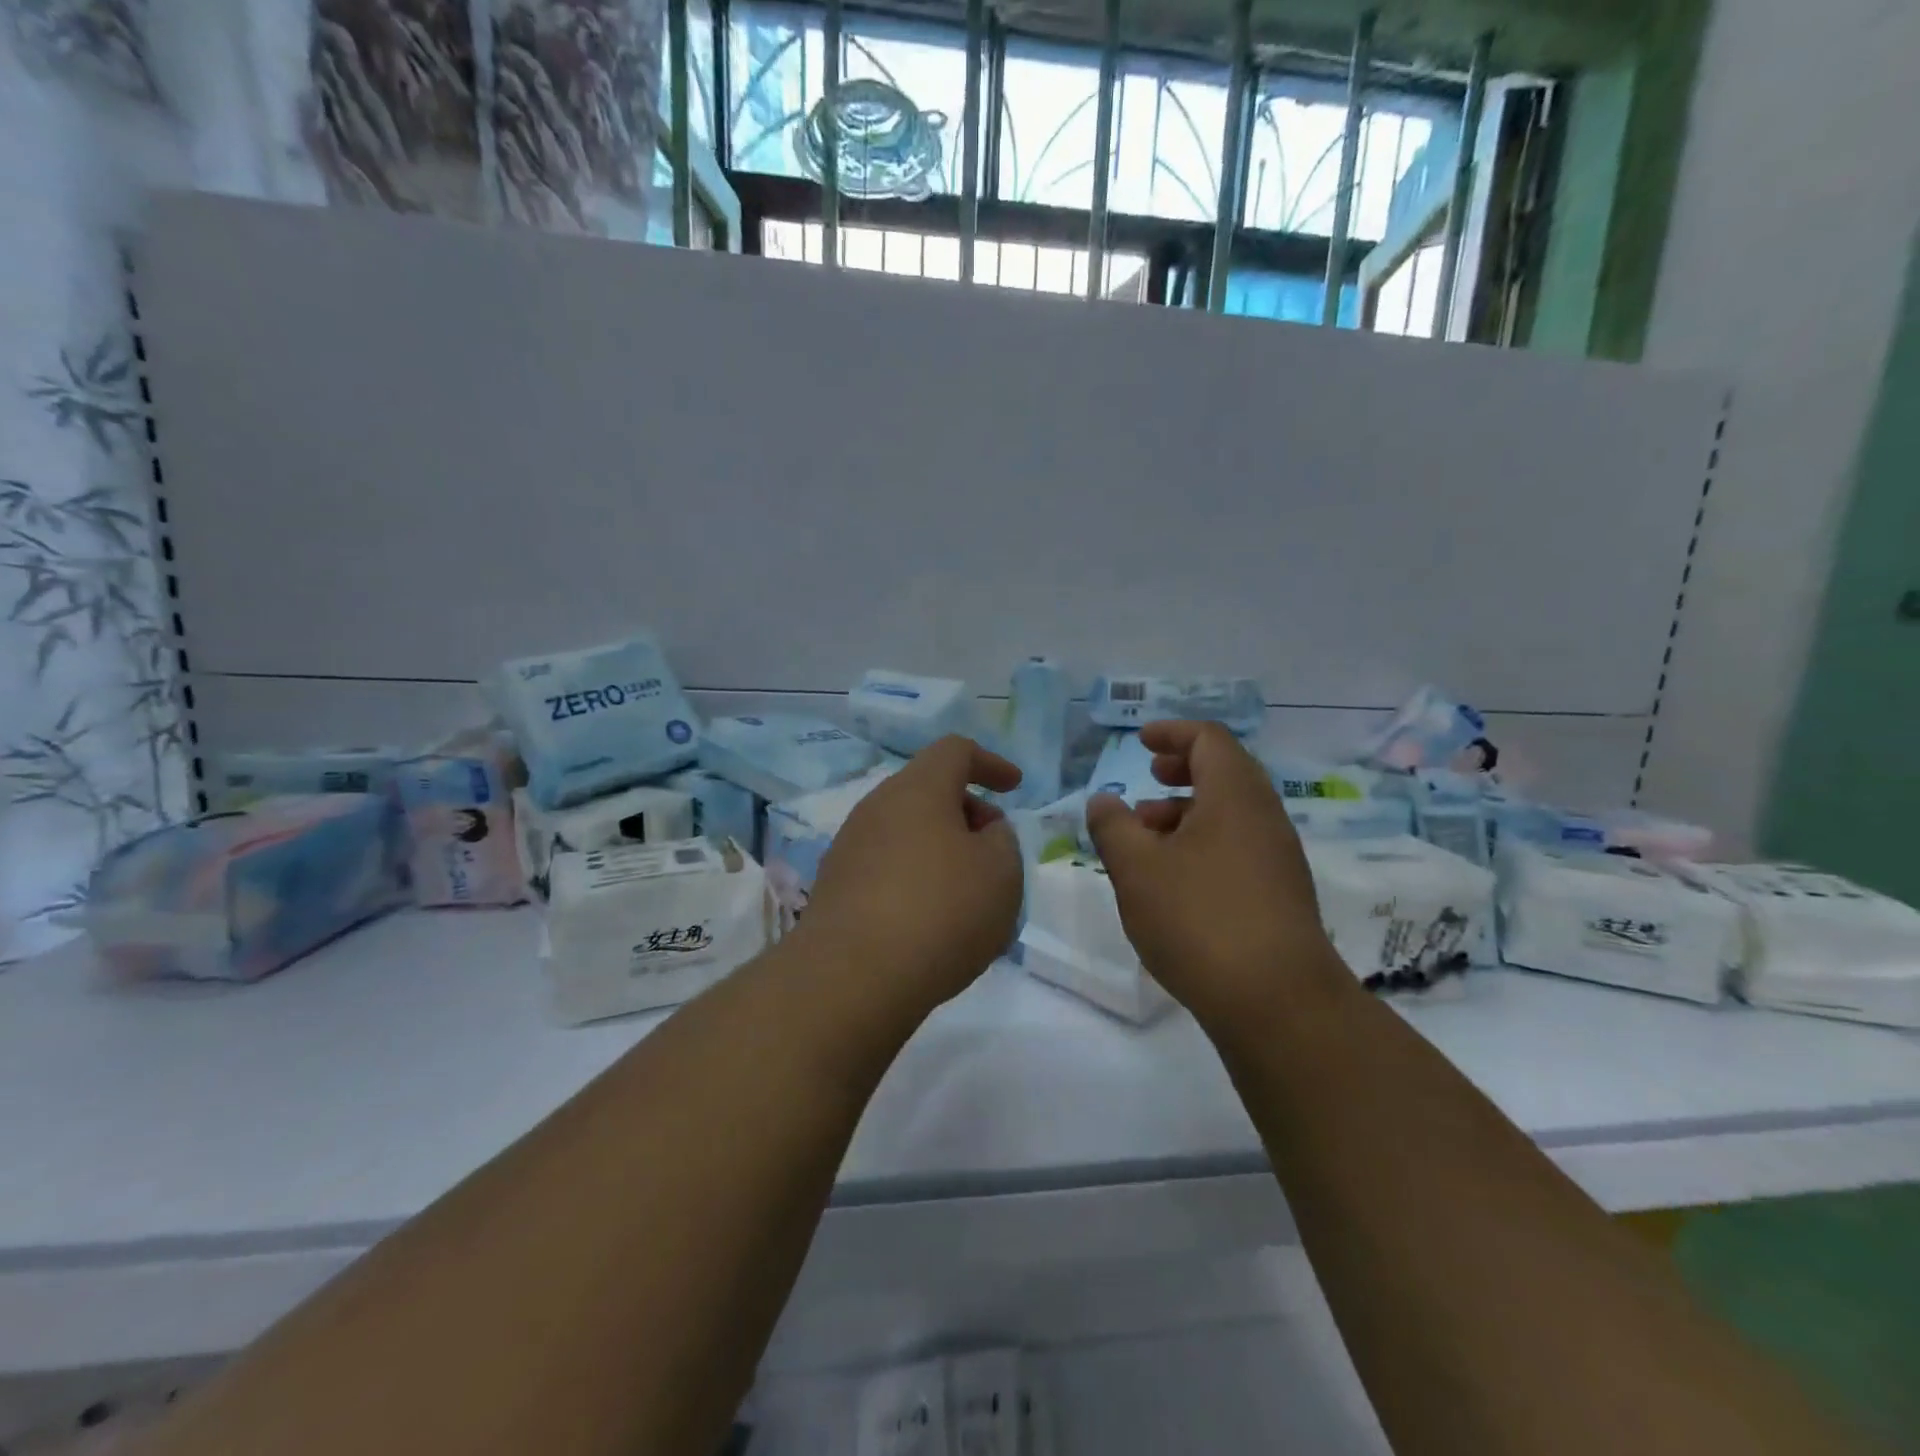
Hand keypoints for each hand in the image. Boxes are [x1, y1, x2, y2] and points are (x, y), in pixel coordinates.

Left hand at [801, 736, 1023, 1013]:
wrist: (852, 978)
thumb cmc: (940, 912)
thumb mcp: (1001, 872)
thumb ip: (1002, 840)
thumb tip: (981, 831)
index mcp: (917, 790)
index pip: (955, 750)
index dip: (990, 763)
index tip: (1014, 787)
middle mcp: (876, 808)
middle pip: (928, 791)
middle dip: (967, 813)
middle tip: (995, 851)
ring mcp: (849, 847)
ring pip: (906, 831)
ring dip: (941, 850)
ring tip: (968, 894)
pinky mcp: (835, 888)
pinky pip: (887, 866)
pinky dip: (916, 878)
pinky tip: (931, 921)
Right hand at [1084, 721, 1348, 1029]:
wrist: (1276, 1002)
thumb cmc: (1198, 919)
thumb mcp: (1137, 869)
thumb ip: (1113, 827)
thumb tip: (1103, 800)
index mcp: (1235, 796)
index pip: (1209, 739)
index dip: (1173, 732)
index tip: (1140, 742)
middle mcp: (1264, 817)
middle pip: (1226, 772)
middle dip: (1182, 769)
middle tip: (1148, 778)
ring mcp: (1278, 857)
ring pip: (1231, 813)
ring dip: (1188, 810)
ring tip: (1147, 834)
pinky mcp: (1281, 893)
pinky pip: (1239, 846)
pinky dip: (1204, 842)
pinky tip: (1174, 877)